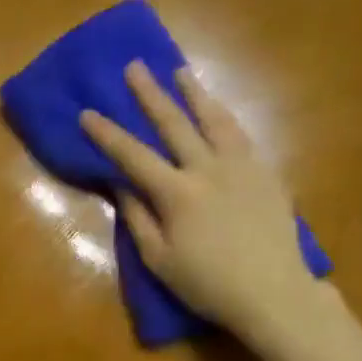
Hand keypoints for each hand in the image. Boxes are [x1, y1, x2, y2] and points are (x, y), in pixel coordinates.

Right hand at [80, 61, 325, 340]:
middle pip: (174, 124)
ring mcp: (242, 167)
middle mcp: (208, 170)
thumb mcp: (160, 260)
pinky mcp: (266, 173)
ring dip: (195, 94)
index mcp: (178, 193)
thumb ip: (138, 219)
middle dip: (150, 94)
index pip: (133, 156)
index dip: (107, 134)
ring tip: (182, 72)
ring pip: (215, 120)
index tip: (87, 112)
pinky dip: (225, 118)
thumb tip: (121, 185)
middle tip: (135, 67)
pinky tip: (219, 111)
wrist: (274, 293)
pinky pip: (242, 136)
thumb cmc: (209, 284)